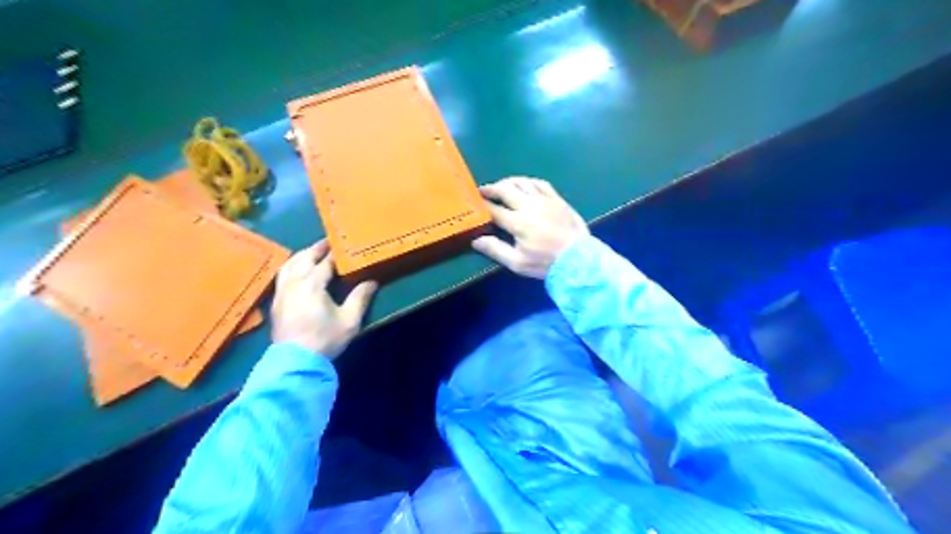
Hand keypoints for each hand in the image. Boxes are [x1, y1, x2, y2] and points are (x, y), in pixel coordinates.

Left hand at [270, 241, 377, 358]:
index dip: (335, 253)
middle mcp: (294, 283)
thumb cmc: (325, 339)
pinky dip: (291, 267)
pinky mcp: (276, 302)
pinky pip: (282, 276)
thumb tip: (372, 282)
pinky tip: (296, 271)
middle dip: (316, 249)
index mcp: (313, 284)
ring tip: (312, 253)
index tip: (344, 245)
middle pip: (304, 258)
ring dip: (301, 256)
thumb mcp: (350, 320)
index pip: (325, 262)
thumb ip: (360, 298)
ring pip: (289, 265)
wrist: (296, 361)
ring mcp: (282, 292)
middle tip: (328, 243)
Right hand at [472, 179, 592, 279]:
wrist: (579, 259)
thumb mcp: (518, 263)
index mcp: (518, 222)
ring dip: (508, 182)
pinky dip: (528, 182)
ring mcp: (545, 200)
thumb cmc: (546, 263)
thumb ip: (496, 250)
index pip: (494, 209)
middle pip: (506, 190)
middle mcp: (529, 205)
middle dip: (492, 189)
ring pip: (522, 183)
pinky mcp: (557, 199)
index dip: (482, 205)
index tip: (473, 202)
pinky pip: (540, 183)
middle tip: (483, 190)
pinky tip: (524, 184)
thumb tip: (476, 240)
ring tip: (501, 186)